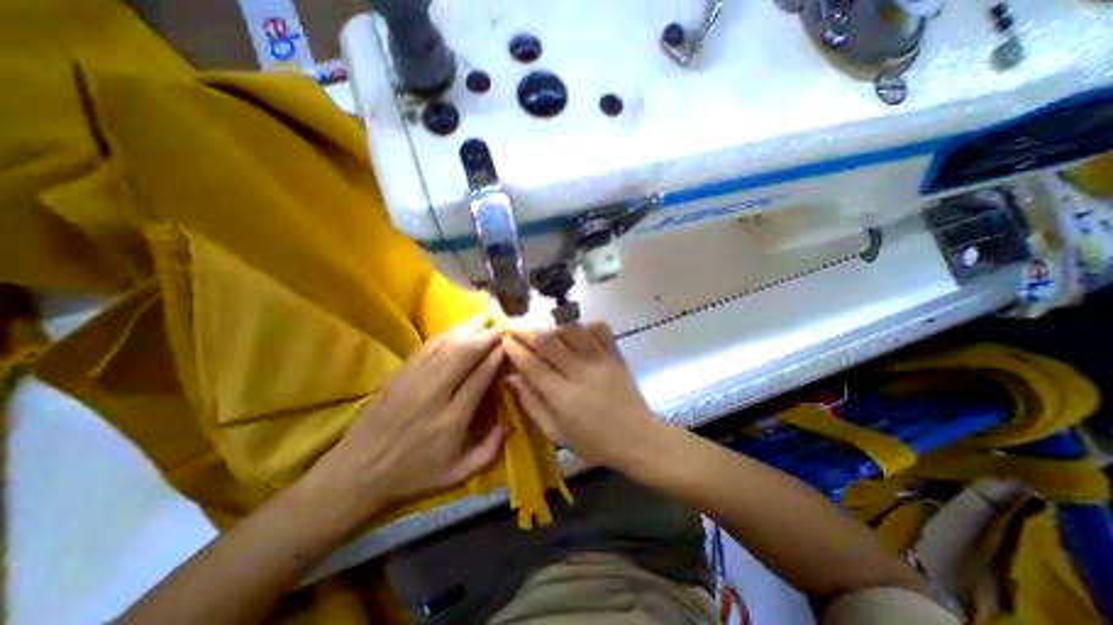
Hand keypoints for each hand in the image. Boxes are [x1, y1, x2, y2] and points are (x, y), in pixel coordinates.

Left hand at [303, 318, 506, 527]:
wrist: (358, 471)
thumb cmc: (413, 474)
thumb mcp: (457, 473)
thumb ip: (488, 451)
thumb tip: (510, 425)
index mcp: (453, 418)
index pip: (480, 377)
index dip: (496, 357)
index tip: (508, 344)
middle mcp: (436, 394)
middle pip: (465, 355)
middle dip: (485, 337)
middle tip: (500, 326)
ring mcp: (415, 381)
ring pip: (446, 347)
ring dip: (467, 330)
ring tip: (482, 319)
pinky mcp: (400, 375)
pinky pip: (426, 349)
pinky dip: (444, 336)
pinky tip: (455, 329)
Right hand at [509, 324, 668, 466]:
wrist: (637, 439)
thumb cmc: (593, 442)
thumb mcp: (555, 432)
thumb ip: (531, 403)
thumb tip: (510, 378)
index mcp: (563, 396)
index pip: (532, 364)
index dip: (515, 349)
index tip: (504, 339)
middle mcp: (581, 373)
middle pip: (549, 342)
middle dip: (527, 330)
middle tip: (515, 325)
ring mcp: (601, 360)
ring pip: (571, 330)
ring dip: (553, 326)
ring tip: (542, 329)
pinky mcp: (616, 355)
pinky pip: (599, 329)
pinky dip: (584, 325)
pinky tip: (576, 332)